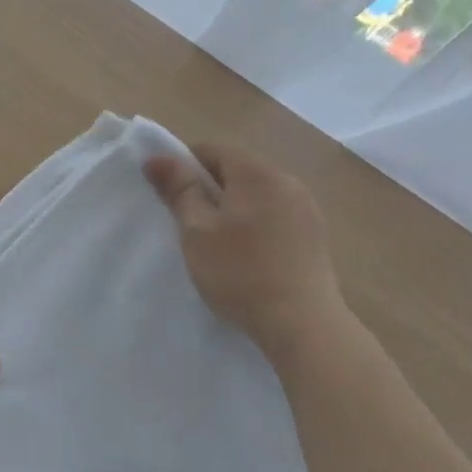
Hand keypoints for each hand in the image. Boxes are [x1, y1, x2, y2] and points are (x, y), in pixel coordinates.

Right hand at [143, 142, 346, 357]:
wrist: (301, 322)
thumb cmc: (239, 272)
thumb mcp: (197, 231)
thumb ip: (179, 190)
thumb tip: (156, 157)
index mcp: (256, 172)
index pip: (213, 149)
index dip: (184, 164)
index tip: (169, 195)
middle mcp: (286, 180)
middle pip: (238, 170)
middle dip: (209, 187)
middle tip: (188, 222)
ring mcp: (306, 208)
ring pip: (258, 194)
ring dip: (233, 207)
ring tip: (216, 242)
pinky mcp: (315, 235)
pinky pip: (276, 215)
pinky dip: (255, 225)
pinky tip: (248, 255)